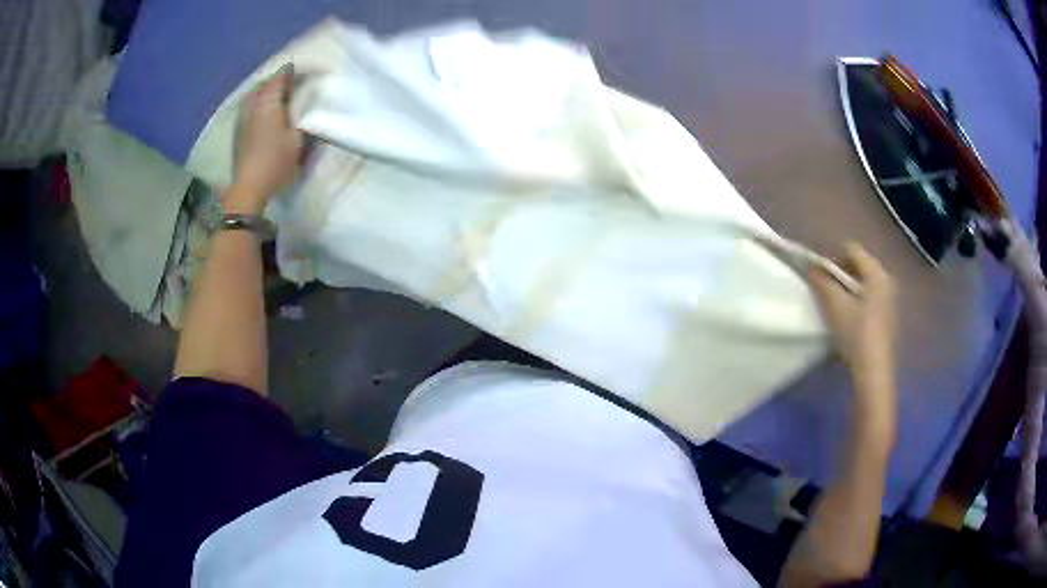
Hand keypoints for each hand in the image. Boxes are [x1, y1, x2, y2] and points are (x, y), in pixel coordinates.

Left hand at [229, 63, 304, 212]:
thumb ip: (304, 117)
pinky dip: (260, 104)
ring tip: (280, 94)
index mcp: (270, 101)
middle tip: (294, 80)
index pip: (282, 76)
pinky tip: (267, 111)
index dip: (295, 70)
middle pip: (266, 84)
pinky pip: (251, 108)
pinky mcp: (239, 132)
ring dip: (267, 92)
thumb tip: (308, 102)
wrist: (248, 187)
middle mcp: (254, 104)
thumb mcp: (298, 139)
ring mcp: (244, 118)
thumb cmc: (275, 160)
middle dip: (279, 79)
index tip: (308, 69)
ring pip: (256, 96)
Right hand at [809, 243, 897, 430]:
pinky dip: (857, 299)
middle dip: (840, 271)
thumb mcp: (835, 306)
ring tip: (833, 302)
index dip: (832, 255)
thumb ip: (822, 282)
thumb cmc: (856, 334)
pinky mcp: (888, 316)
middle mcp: (887, 280)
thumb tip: (811, 266)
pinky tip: (847, 316)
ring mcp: (890, 299)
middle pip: (860, 265)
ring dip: (848, 287)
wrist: (874, 372)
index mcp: (877, 273)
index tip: (817, 270)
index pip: (852, 250)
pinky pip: (870, 297)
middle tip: (823, 286)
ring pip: (864, 283)